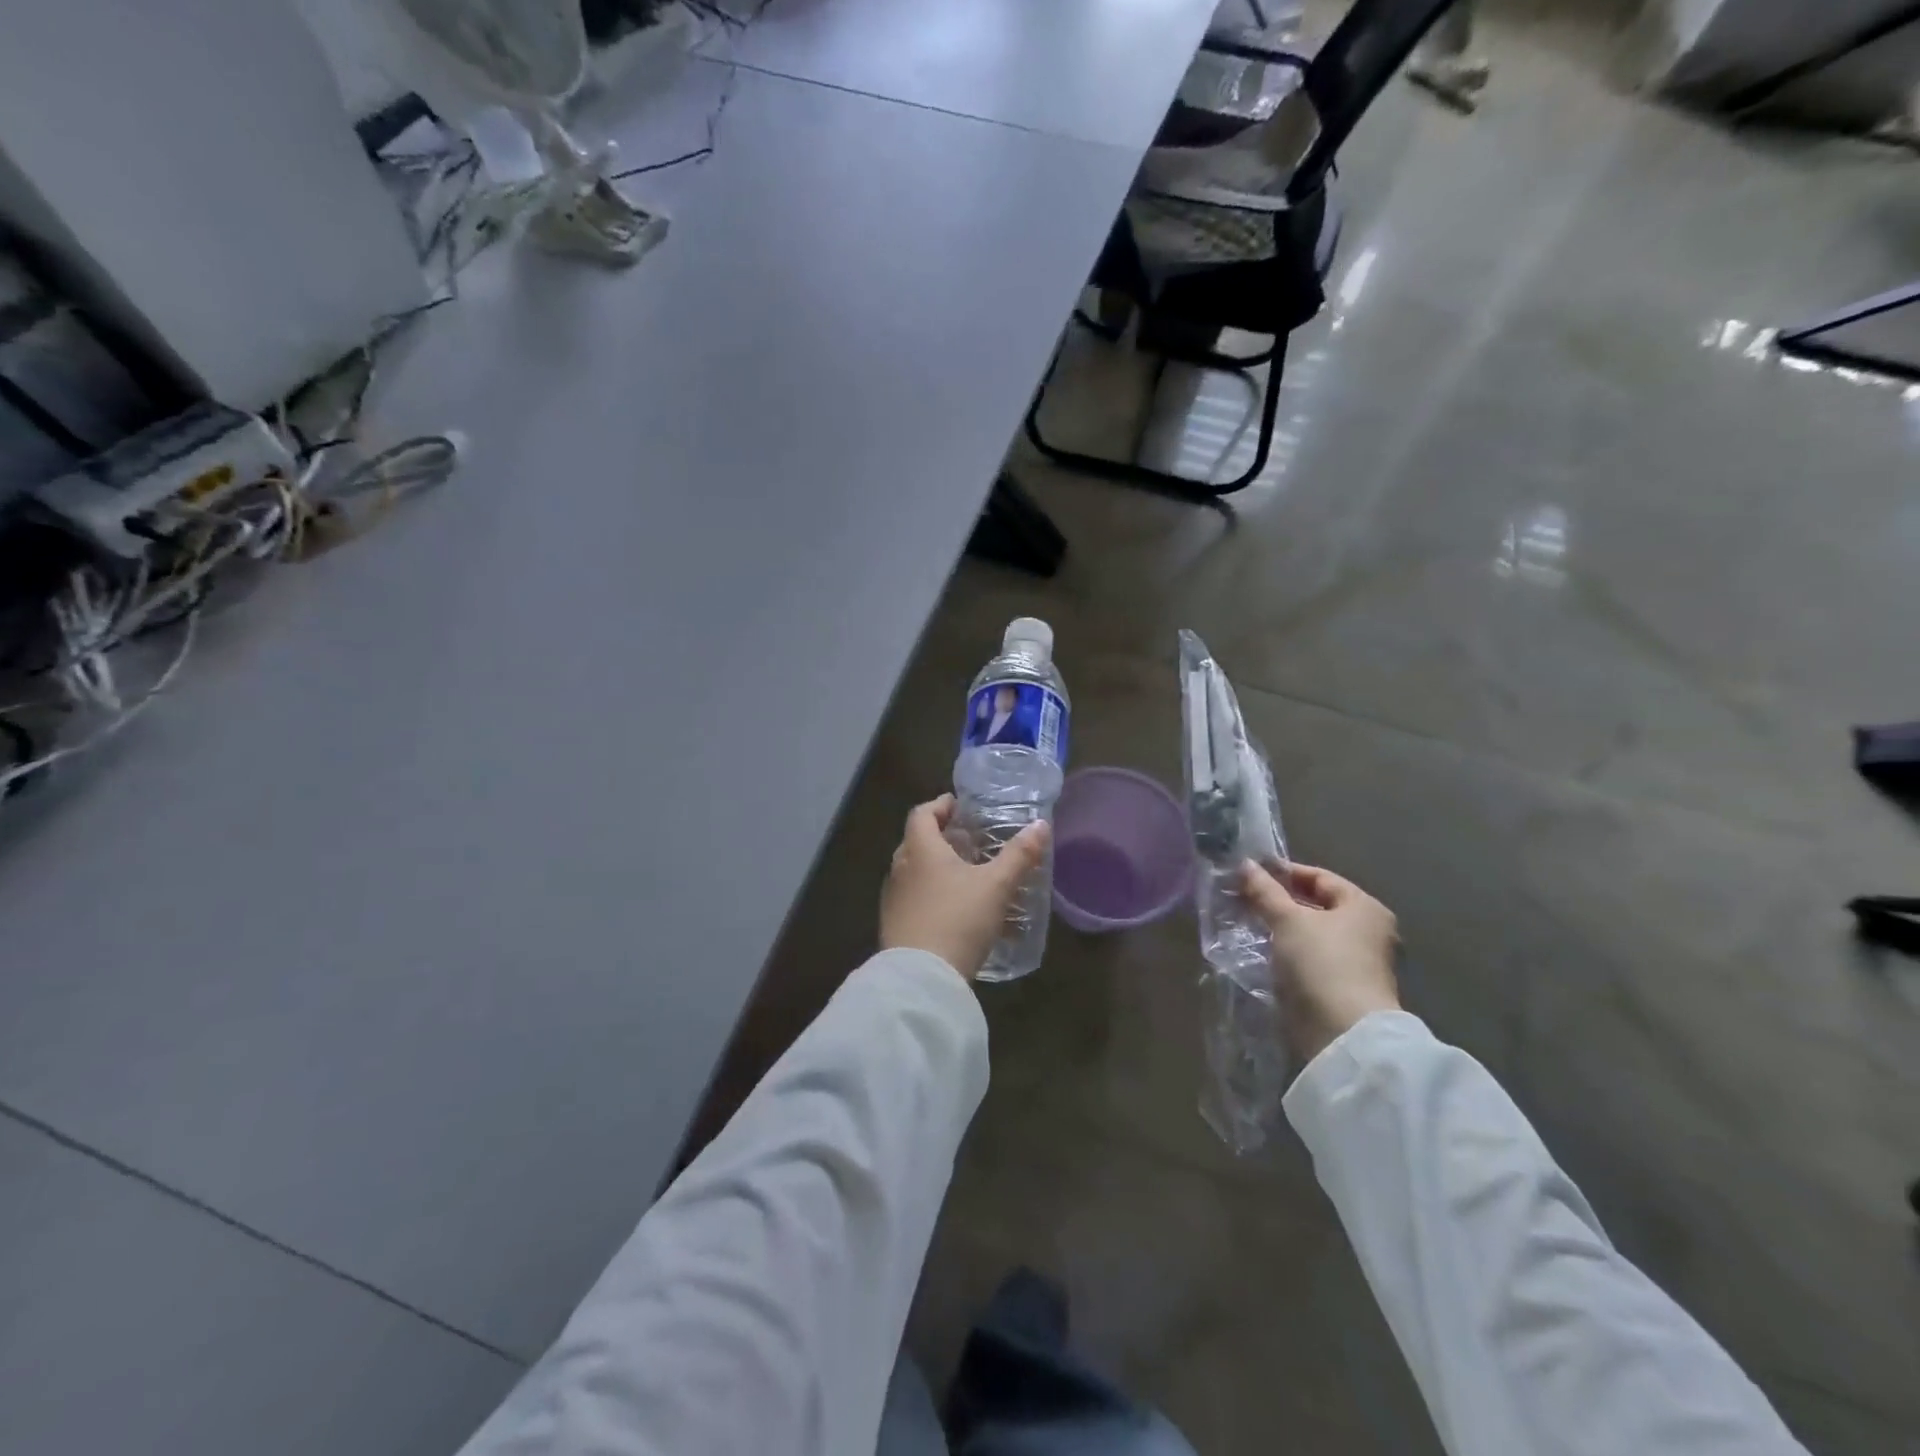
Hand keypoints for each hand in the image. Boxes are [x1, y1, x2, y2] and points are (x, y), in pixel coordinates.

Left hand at [880, 795, 1049, 979]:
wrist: (921, 977)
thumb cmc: (958, 919)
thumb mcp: (996, 886)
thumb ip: (1019, 855)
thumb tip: (1040, 825)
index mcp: (920, 849)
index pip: (922, 814)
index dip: (940, 805)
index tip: (959, 806)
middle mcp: (900, 868)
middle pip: (917, 841)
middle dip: (941, 837)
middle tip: (969, 840)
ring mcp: (894, 898)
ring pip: (914, 871)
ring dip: (936, 867)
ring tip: (966, 874)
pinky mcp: (894, 925)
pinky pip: (914, 898)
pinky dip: (932, 893)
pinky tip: (955, 910)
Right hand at [1239, 860, 1400, 1065]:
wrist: (1343, 1032)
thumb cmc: (1321, 963)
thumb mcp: (1287, 920)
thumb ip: (1265, 891)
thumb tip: (1245, 864)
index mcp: (1364, 906)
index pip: (1320, 877)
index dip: (1284, 872)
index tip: (1251, 873)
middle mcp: (1368, 930)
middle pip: (1317, 905)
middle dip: (1281, 901)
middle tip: (1245, 897)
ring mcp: (1359, 961)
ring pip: (1313, 933)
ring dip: (1283, 927)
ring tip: (1248, 922)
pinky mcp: (1344, 986)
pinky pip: (1312, 957)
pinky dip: (1289, 950)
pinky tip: (1264, 950)